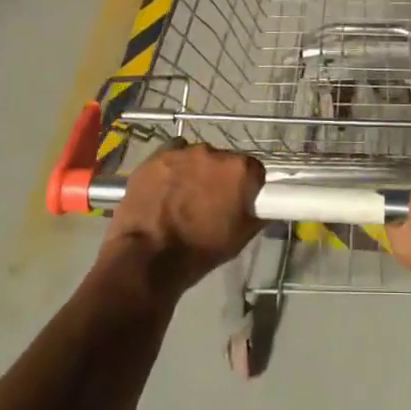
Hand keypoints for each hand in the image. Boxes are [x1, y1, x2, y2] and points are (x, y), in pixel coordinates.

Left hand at [101, 141, 263, 299]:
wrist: (148, 257)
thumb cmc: (200, 250)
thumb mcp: (241, 238)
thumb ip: (258, 214)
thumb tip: (263, 206)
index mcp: (240, 169)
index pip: (254, 170)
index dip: (248, 187)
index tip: (240, 202)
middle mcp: (214, 152)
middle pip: (224, 161)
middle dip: (220, 178)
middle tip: (211, 203)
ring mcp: (182, 152)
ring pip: (197, 157)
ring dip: (196, 172)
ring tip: (184, 198)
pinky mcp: (156, 156)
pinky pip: (172, 154)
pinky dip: (172, 167)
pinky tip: (166, 186)